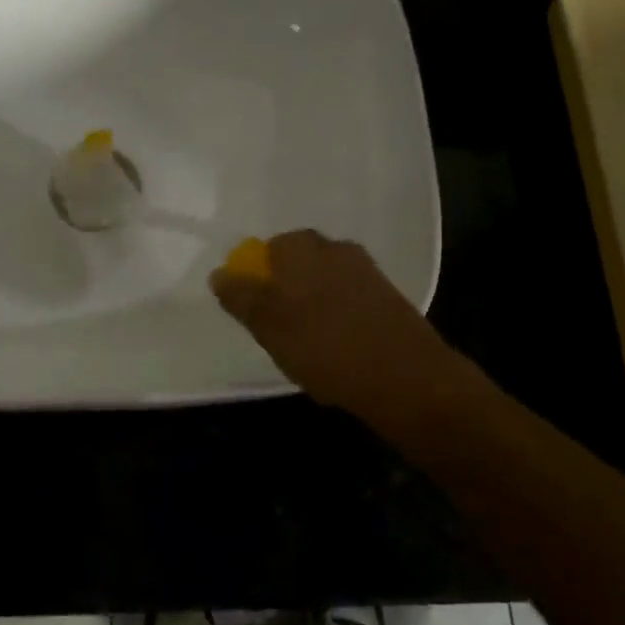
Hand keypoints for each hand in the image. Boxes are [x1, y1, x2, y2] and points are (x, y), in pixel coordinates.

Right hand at [210, 230, 455, 423]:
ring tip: (310, 342)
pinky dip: (340, 314)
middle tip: (280, 326)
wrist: (405, 376)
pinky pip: (351, 297)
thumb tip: (220, 274)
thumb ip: (242, 297)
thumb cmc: (325, 347)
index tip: (257, 310)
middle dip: (287, 286)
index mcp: (301, 249)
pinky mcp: (389, 295)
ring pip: (327, 279)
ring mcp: (366, 270)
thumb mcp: (269, 327)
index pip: (270, 248)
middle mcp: (335, 248)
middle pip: (300, 261)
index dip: (260, 277)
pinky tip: (340, 346)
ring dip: (315, 301)